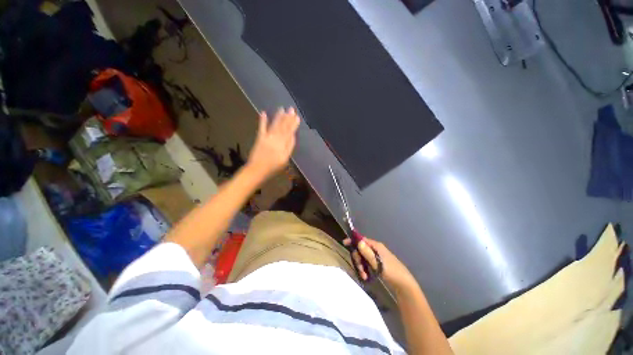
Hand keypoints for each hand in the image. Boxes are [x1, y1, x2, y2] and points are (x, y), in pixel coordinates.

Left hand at [247, 107, 299, 179]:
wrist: (257, 170)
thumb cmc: (273, 167)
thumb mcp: (285, 159)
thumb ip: (289, 147)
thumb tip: (292, 136)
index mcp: (282, 144)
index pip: (289, 132)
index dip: (293, 124)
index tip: (297, 117)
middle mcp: (275, 139)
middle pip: (282, 127)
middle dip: (287, 117)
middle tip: (291, 109)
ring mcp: (267, 137)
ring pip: (274, 125)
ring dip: (278, 117)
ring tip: (282, 109)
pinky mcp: (259, 138)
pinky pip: (261, 128)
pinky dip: (262, 120)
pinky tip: (264, 113)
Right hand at [344, 237, 417, 291]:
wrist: (404, 284)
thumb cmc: (391, 272)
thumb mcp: (378, 263)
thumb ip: (367, 253)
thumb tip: (358, 242)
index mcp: (376, 246)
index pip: (362, 239)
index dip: (353, 241)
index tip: (344, 243)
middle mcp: (376, 249)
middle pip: (361, 249)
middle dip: (358, 259)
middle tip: (360, 270)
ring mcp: (377, 256)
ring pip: (363, 258)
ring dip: (361, 266)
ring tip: (364, 276)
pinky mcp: (378, 264)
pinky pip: (367, 263)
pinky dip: (365, 269)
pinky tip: (366, 277)